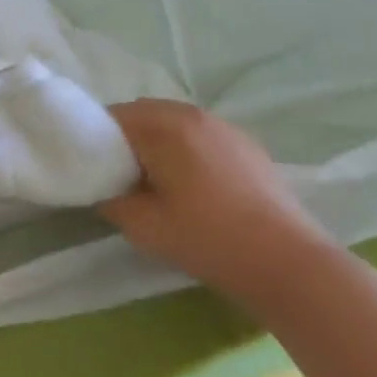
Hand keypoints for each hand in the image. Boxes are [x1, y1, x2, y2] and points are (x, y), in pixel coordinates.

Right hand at [102, 100, 335, 298]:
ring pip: (173, 123)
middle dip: (124, 138)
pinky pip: (200, 136)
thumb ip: (110, 199)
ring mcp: (225, 128)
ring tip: (153, 181)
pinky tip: (190, 186)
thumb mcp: (141, 225)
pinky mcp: (247, 146)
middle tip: (117, 176)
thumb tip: (104, 188)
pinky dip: (184, 149)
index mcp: (164, 126)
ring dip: (155, 143)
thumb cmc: (206, 238)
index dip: (94, 140)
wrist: (287, 262)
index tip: (89, 168)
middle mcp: (194, 115)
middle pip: (143, 114)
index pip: (113, 117)